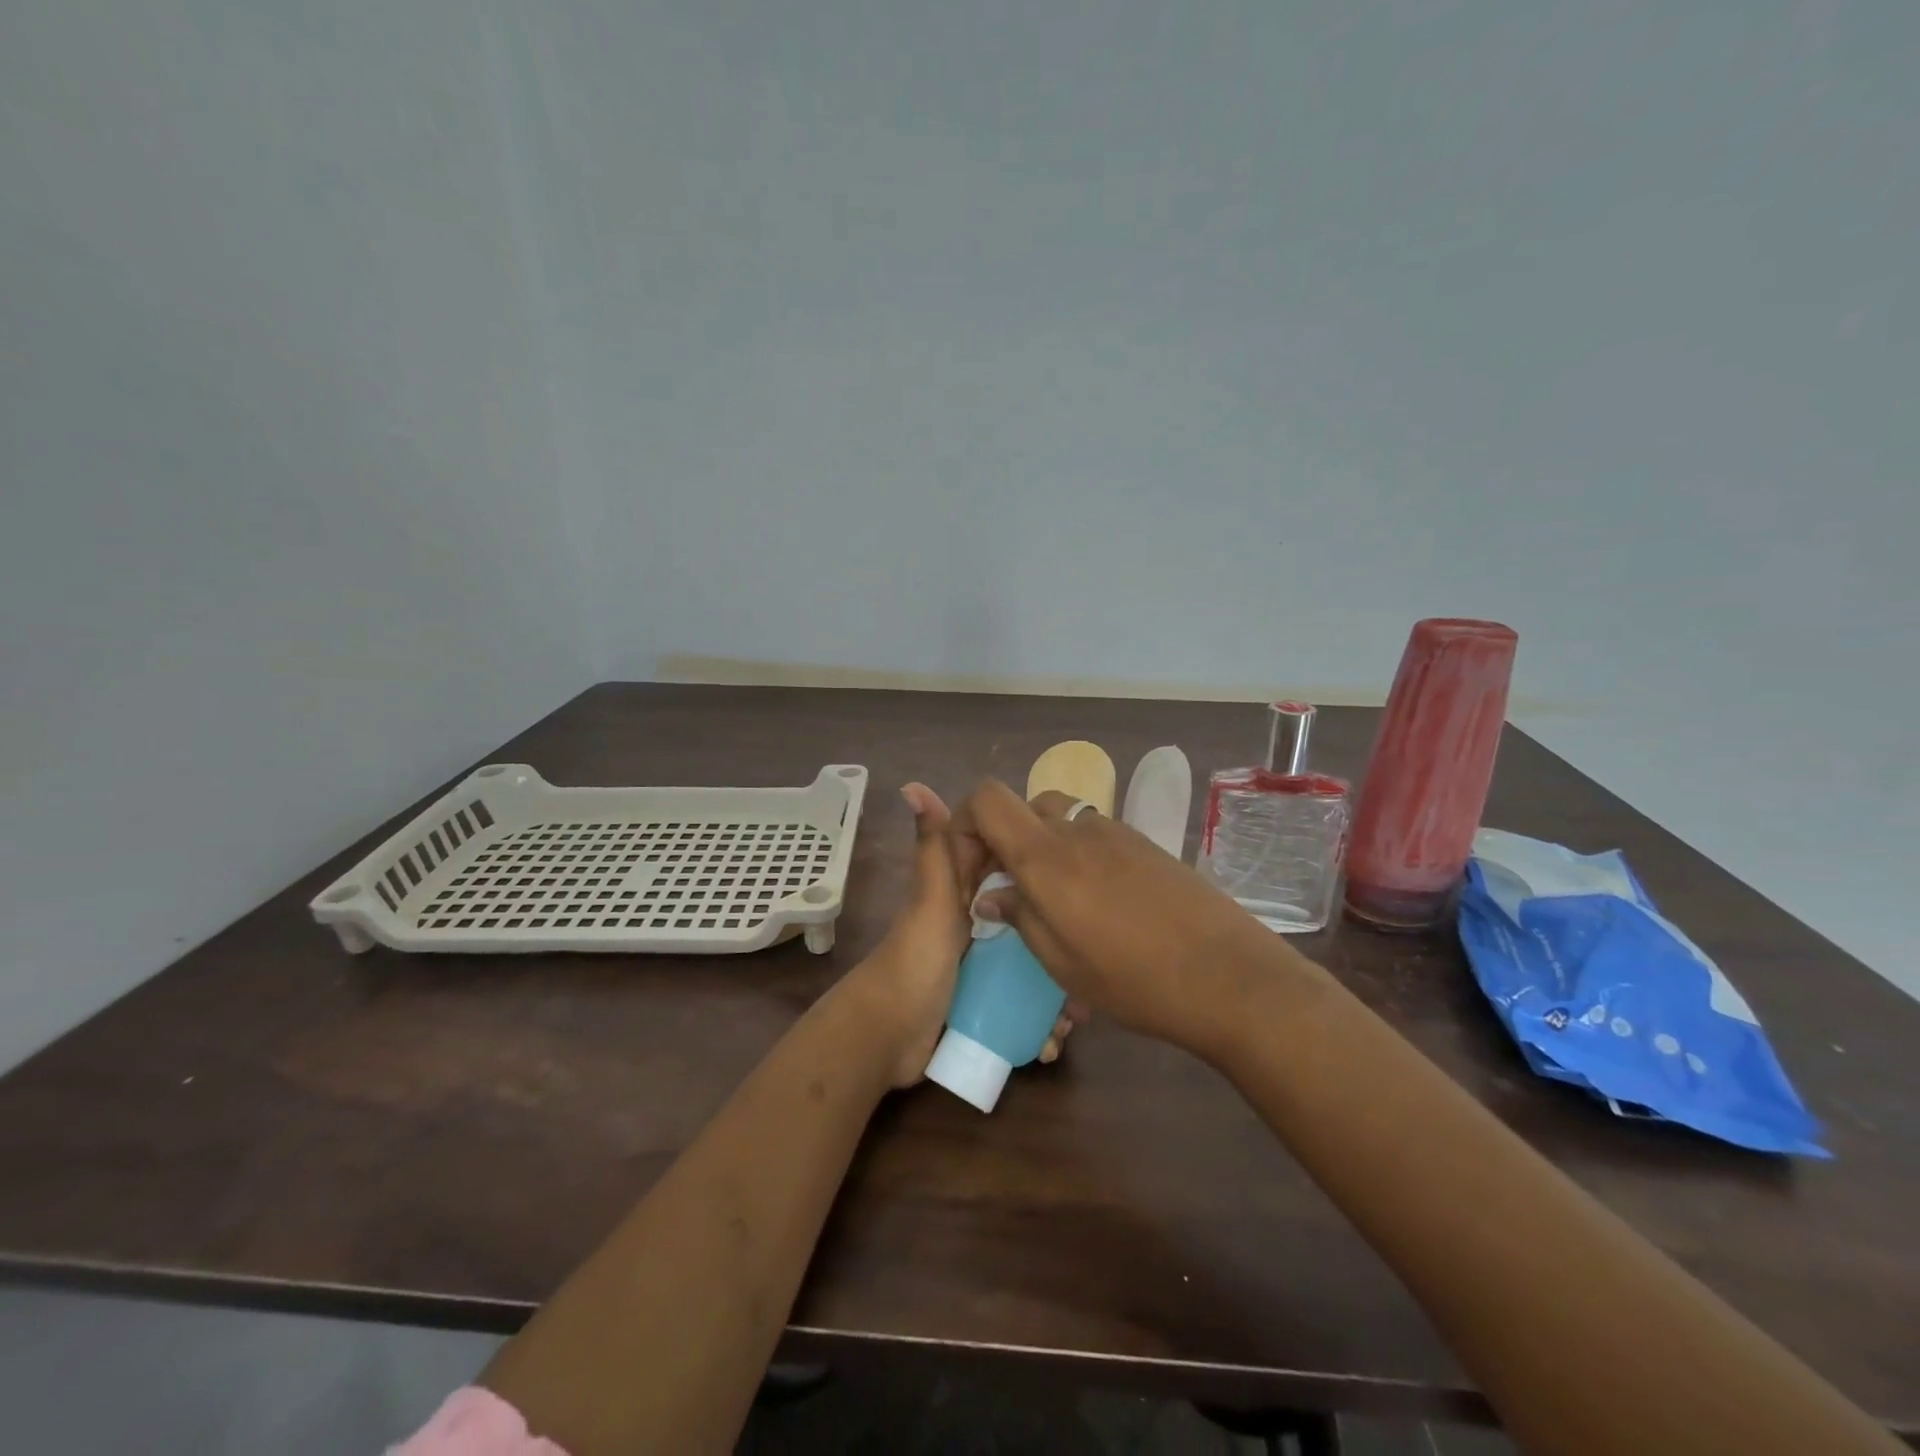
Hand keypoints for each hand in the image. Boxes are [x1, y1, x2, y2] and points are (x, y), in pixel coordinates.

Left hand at [844, 783, 1079, 1086]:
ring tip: (1076, 1016)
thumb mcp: (932, 899)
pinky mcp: (984, 1003)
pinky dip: (1040, 1024)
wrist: (886, 1036)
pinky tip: (1053, 1042)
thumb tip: (912, 785)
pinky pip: (1022, 1007)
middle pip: (1029, 919)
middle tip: (1090, 961)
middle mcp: (976, 924)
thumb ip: (933, 847)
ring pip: (1032, 967)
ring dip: (1056, 992)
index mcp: (963, 892)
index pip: (1010, 864)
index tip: (1082, 868)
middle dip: (1059, 938)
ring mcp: (981, 966)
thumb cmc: (914, 960)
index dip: (1042, 863)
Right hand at [955, 779, 1282, 1058]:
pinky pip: (1096, 836)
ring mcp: (1117, 832)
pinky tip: (1101, 905)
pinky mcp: (1147, 845)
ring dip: (1044, 849)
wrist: (1232, 978)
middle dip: (1005, 842)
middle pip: (1024, 808)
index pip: (987, 799)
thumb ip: (1020, 917)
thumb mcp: (1063, 964)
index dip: (964, 822)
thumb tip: (992, 895)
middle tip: (1011, 892)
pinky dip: (1079, 856)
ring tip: (1057, 902)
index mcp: (1047, 856)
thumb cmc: (1136, 980)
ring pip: (1061, 821)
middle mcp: (1078, 829)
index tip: (970, 870)